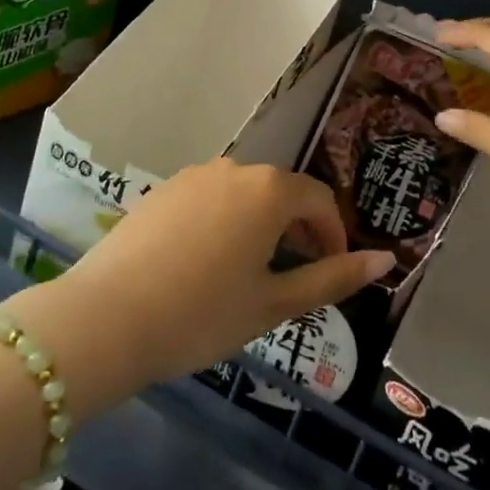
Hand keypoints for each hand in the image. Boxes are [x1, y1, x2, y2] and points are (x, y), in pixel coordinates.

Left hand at [34, 158, 392, 385]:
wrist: (103, 320)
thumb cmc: (201, 315)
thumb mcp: (274, 304)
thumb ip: (333, 278)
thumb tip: (386, 260)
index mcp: (269, 191)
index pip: (319, 199)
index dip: (333, 234)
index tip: (332, 268)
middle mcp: (234, 169)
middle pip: (282, 191)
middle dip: (299, 227)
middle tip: (297, 272)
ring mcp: (193, 177)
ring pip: (244, 194)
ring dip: (261, 224)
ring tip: (253, 270)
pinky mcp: (161, 191)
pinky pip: (209, 199)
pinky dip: (224, 222)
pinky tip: (207, 262)